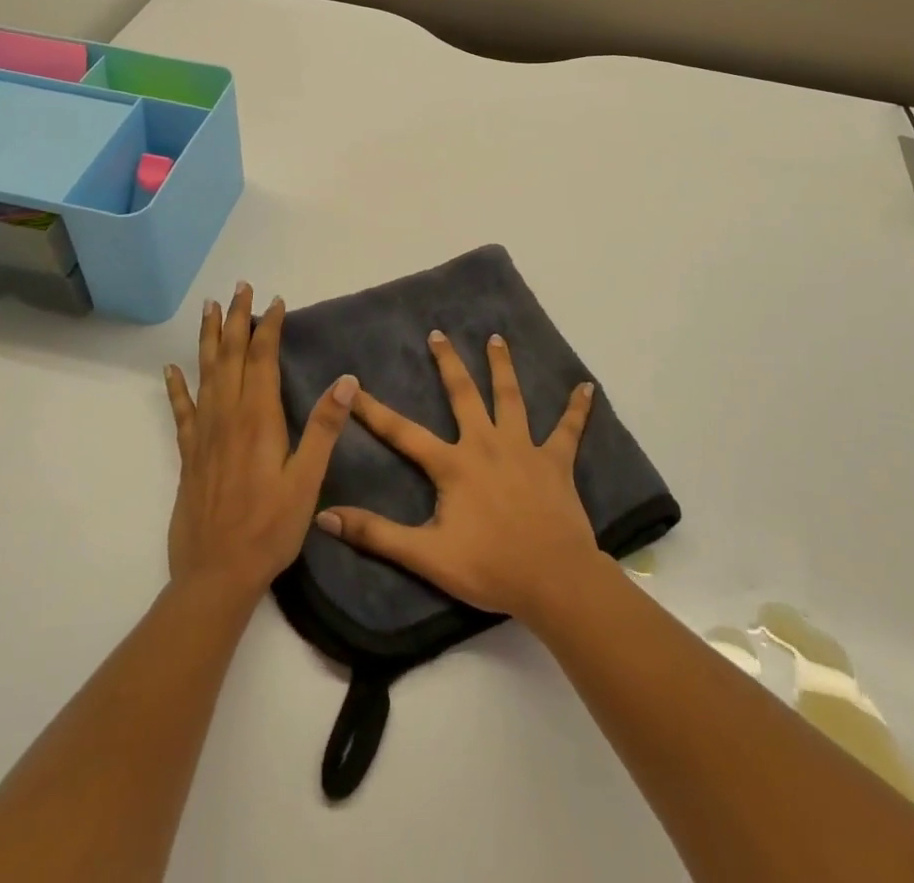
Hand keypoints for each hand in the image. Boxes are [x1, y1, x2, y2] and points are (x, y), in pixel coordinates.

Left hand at [163, 282, 356, 603]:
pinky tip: (171, 369)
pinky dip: (177, 387)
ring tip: (209, 309)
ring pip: (206, 374)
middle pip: (231, 357)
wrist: (216, 575)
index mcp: (258, 419)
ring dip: (208, 339)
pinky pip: (182, 411)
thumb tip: (347, 380)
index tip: (275, 301)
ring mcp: (204, 435)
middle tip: (238, 287)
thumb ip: (324, 428)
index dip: (268, 327)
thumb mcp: (307, 480)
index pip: (262, 359)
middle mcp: (228, 417)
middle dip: (236, 319)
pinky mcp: (190, 455)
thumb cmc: (270, 528)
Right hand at [314, 330, 599, 624]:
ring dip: (502, 366)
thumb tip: (326, 517)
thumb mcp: (426, 555)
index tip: (352, 385)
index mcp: (454, 464)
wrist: (553, 579)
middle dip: (448, 363)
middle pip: (464, 394)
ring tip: (496, 338)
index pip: (403, 432)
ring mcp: (524, 448)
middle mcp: (487, 444)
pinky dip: (577, 409)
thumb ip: (377, 535)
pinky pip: (569, 430)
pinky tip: (587, 387)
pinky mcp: (556, 461)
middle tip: (438, 334)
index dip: (374, 410)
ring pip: (511, 397)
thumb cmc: (489, 567)